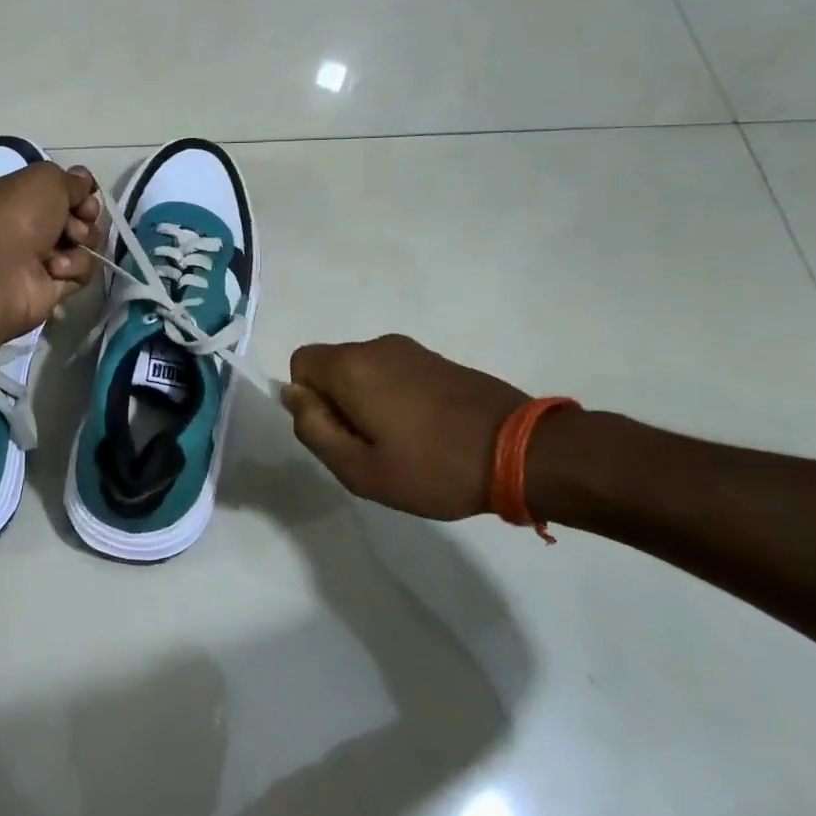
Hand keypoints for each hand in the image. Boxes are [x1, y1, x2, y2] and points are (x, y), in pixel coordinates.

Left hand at [0, 162, 103, 344]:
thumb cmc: (15, 216)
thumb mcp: (44, 178)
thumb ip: (71, 180)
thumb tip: (84, 183)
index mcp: (10, 194)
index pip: (56, 188)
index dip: (77, 190)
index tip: (87, 193)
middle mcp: (22, 225)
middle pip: (74, 215)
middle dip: (85, 215)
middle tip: (83, 216)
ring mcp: (37, 257)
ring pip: (82, 243)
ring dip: (83, 239)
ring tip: (70, 242)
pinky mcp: (51, 286)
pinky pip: (80, 271)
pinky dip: (74, 267)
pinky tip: (55, 268)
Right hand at [282, 335, 529, 519]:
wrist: (522, 452)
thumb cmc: (432, 467)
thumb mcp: (359, 469)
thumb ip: (314, 430)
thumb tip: (293, 395)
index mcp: (352, 366)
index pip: (300, 363)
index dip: (308, 401)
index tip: (339, 434)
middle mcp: (377, 346)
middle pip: (332, 367)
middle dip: (337, 403)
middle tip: (370, 448)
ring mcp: (412, 350)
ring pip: (364, 372)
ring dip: (367, 403)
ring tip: (401, 445)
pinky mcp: (439, 360)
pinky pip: (394, 373)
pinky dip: (395, 398)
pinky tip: (425, 433)